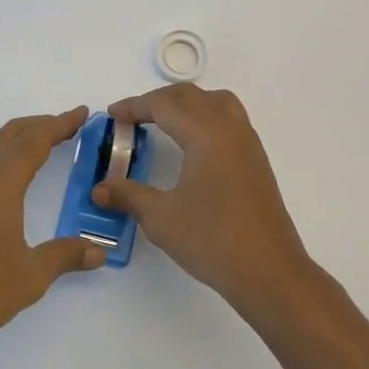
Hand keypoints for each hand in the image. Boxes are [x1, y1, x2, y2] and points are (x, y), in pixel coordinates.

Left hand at [0, 106, 106, 356]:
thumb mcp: (32, 275)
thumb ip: (66, 256)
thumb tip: (100, 251)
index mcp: (0, 185)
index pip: (34, 142)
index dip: (59, 124)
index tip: (82, 113)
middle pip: (10, 135)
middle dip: (39, 125)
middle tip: (68, 126)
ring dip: (15, 134)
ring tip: (38, 140)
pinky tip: (6, 172)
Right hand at [93, 84, 314, 317]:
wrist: (269, 272)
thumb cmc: (212, 241)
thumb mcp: (161, 218)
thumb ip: (129, 196)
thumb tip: (100, 189)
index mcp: (207, 134)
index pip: (165, 105)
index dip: (135, 106)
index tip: (112, 115)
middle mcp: (230, 128)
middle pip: (191, 96)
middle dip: (158, 100)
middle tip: (131, 117)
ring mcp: (247, 143)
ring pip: (215, 102)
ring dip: (185, 104)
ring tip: (162, 121)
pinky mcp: (256, 160)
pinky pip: (228, 119)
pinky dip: (204, 117)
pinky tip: (191, 143)